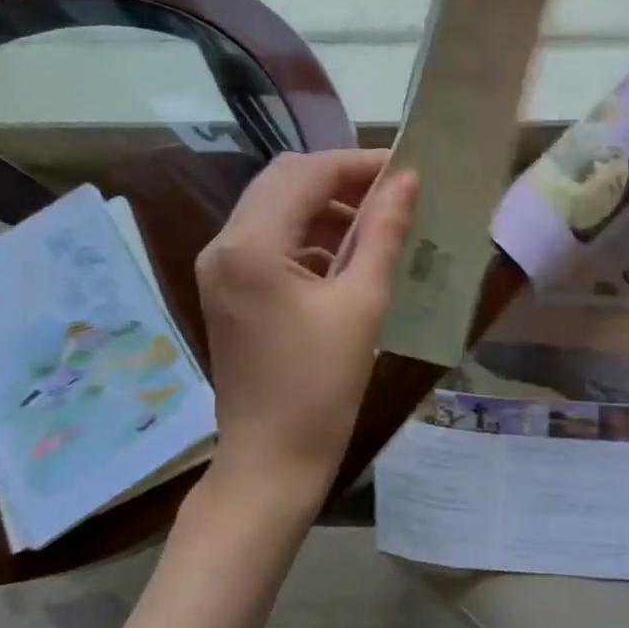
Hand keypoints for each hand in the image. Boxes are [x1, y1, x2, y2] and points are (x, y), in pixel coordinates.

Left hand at [191, 150, 417, 508]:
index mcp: (251, 246)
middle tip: (394, 193)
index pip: (307, 174)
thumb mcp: (363, 304)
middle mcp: (224, 246)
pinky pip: (269, 240)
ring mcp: (220, 269)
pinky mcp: (228, 290)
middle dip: (341, 179)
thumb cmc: (320, 388)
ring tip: (378, 224)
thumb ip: (384, 233)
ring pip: (275, 208)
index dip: (359, 164)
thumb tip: (408, 181)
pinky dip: (309, 235)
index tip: (407, 170)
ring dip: (325, 206)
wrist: (270, 463)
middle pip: (284, 181)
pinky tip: (347, 257)